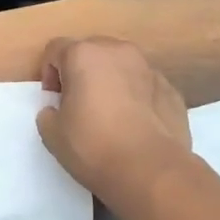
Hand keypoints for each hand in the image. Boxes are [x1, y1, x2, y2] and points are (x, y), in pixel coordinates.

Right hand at [36, 36, 191, 212]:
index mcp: (84, 55)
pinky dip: (137, 98)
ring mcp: (149, 68)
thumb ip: (48, 113)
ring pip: (121, 67)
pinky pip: (144, 86)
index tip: (54, 101)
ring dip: (112, 82)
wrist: (150, 170)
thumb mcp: (52, 134)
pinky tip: (135, 126)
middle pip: (91, 52)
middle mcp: (118, 51)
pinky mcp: (171, 89)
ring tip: (110, 116)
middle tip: (79, 106)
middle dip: (82, 73)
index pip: (56, 49)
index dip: (49, 74)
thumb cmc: (93, 146)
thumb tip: (56, 110)